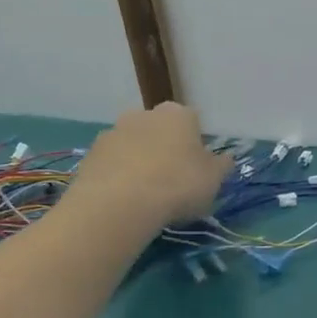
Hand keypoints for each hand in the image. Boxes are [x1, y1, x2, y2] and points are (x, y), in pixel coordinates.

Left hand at [65, 103, 231, 229]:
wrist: (120, 203)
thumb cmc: (178, 185)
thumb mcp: (214, 180)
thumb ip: (222, 166)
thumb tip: (226, 158)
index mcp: (178, 114)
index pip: (192, 123)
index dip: (196, 147)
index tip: (197, 170)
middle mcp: (144, 114)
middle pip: (160, 131)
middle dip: (165, 150)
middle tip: (172, 182)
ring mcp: (113, 132)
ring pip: (133, 146)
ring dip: (139, 162)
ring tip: (145, 195)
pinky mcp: (90, 154)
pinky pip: (112, 163)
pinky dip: (118, 176)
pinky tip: (124, 200)